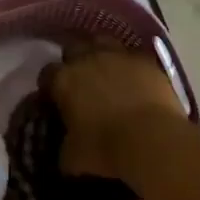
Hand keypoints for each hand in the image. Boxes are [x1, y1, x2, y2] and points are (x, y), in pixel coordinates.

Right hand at [41, 39, 187, 181]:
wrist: (153, 140)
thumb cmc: (106, 149)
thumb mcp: (73, 157)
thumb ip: (64, 146)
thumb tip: (64, 148)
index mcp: (64, 80)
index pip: (47, 74)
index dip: (49, 86)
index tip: (53, 99)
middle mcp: (88, 58)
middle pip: (73, 47)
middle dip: (73, 61)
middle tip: (79, 81)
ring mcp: (119, 55)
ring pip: (103, 42)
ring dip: (100, 53)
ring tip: (105, 71)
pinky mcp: (146, 60)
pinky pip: (132, 55)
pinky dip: (129, 64)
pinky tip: (133, 78)